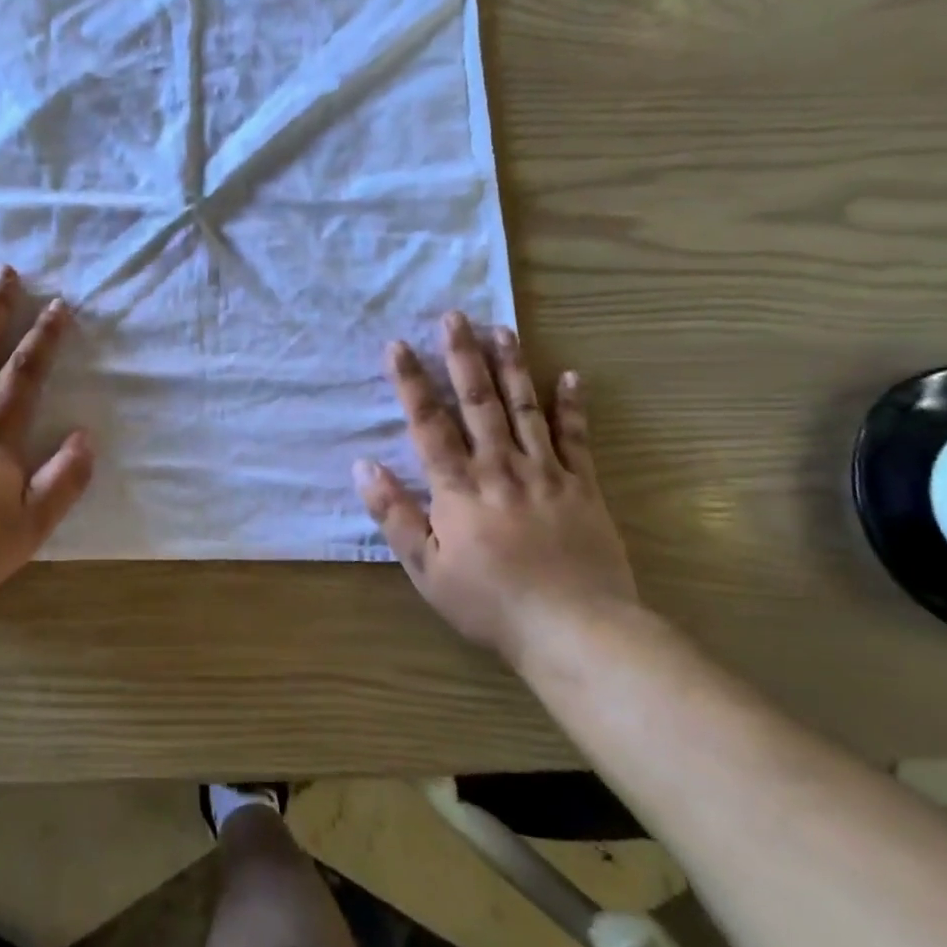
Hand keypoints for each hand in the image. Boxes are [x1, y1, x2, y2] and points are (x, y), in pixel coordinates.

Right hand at [353, 314, 637, 659]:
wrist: (575, 629)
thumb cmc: (489, 602)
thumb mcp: (426, 568)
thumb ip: (394, 515)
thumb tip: (364, 467)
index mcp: (459, 487)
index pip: (429, 424)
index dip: (411, 382)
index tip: (398, 346)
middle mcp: (500, 467)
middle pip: (478, 402)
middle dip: (462, 356)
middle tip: (454, 317)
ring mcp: (546, 473)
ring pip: (524, 408)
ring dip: (511, 366)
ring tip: (502, 329)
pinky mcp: (583, 487)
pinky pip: (576, 438)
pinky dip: (572, 406)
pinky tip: (569, 376)